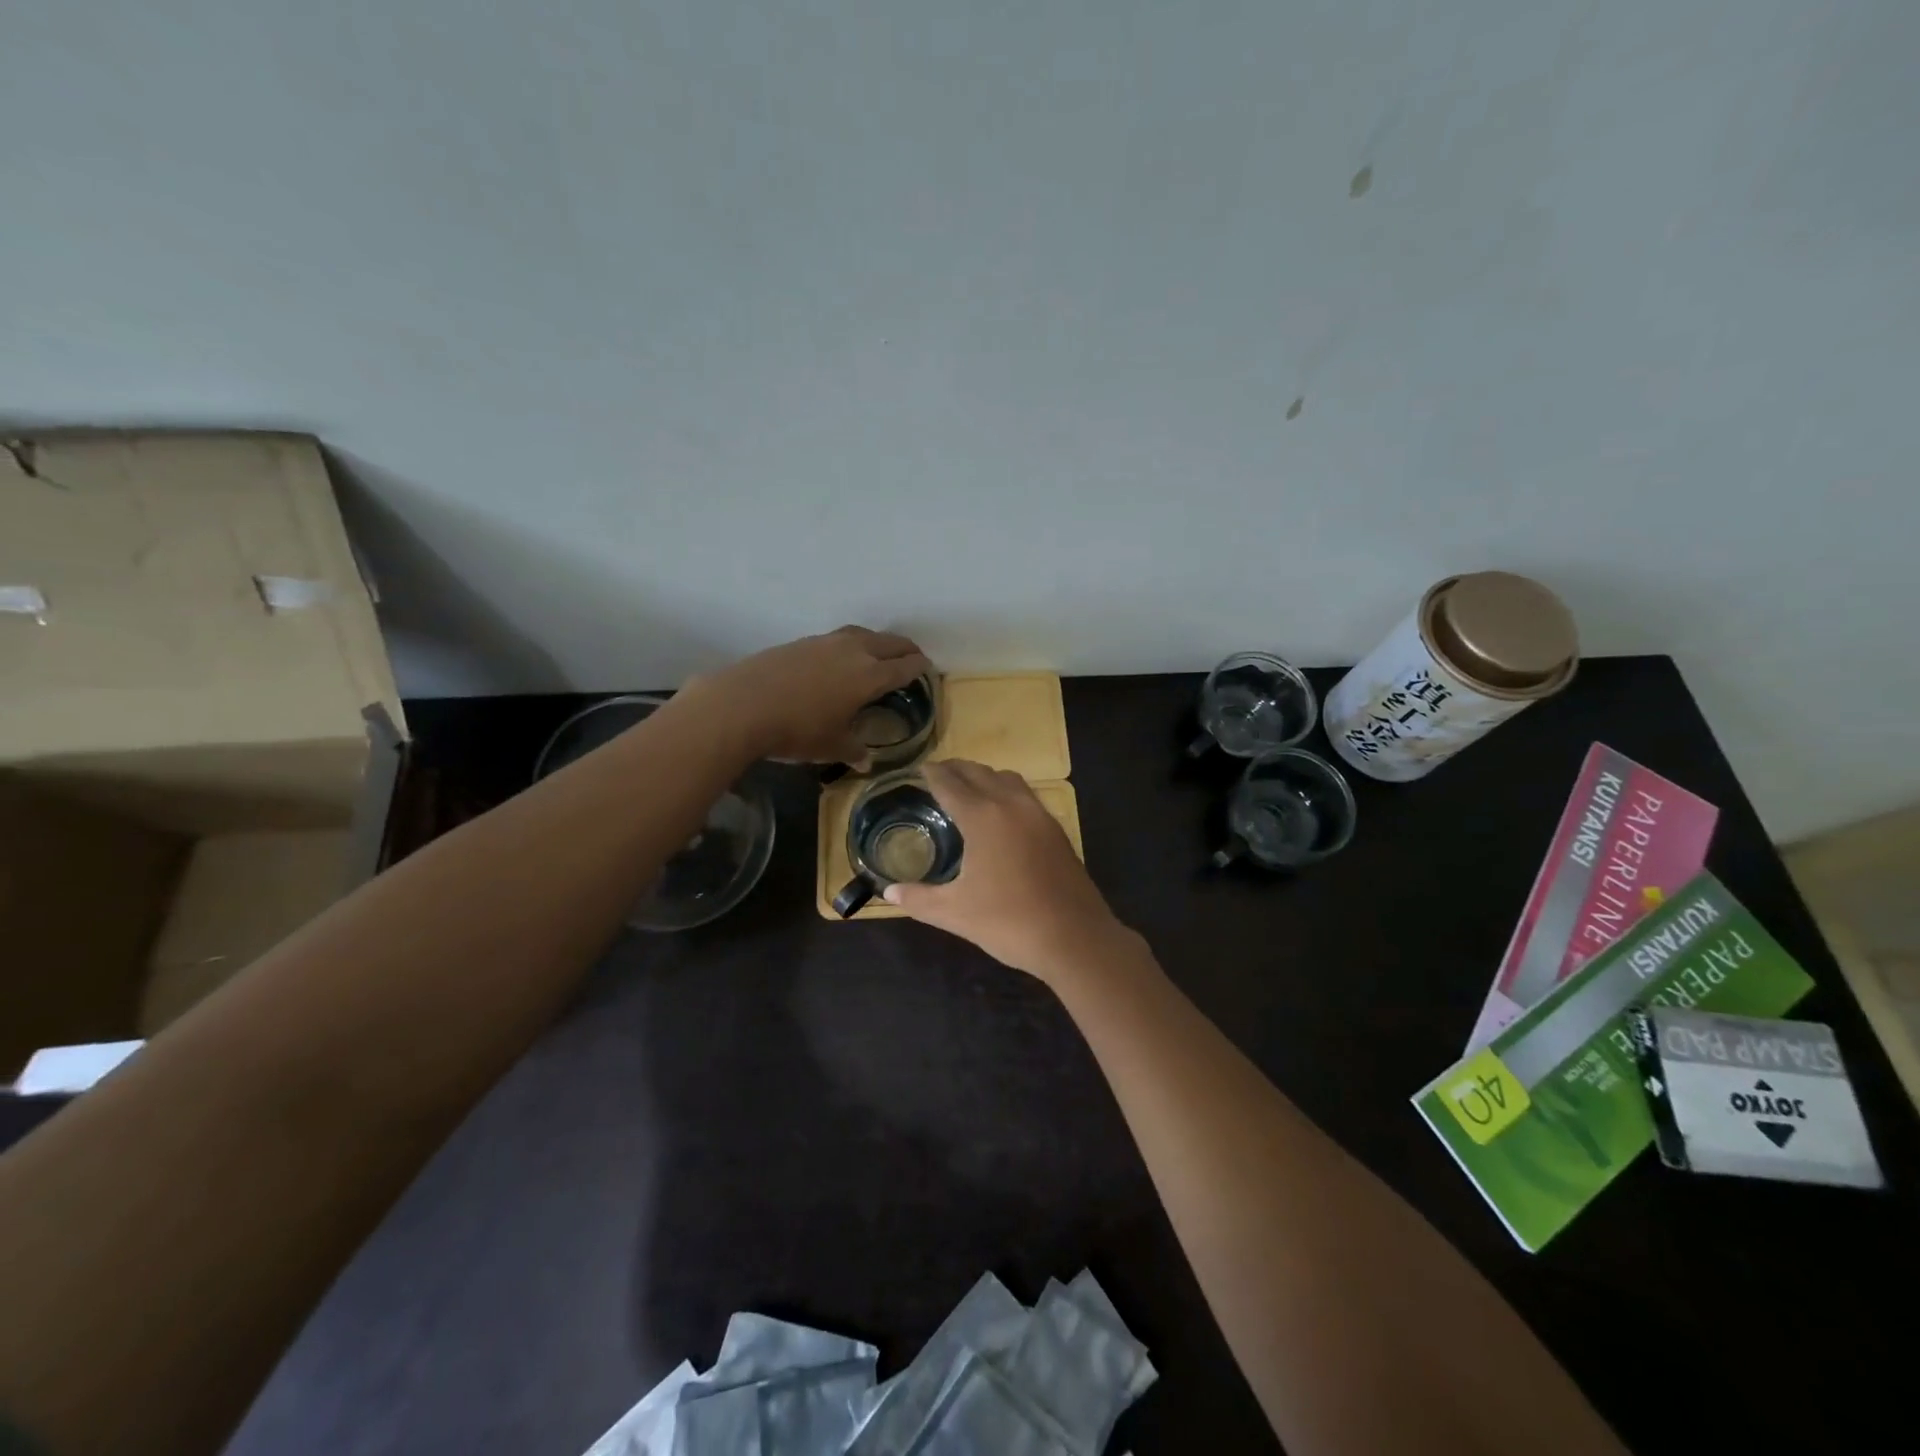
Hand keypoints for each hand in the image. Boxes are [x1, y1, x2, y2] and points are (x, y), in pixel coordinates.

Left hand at [681, 626, 932, 764]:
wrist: (742, 705)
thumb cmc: (796, 730)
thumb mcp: (830, 746)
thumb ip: (853, 749)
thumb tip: (865, 759)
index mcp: (869, 676)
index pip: (904, 667)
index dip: (919, 667)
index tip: (928, 667)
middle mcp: (853, 652)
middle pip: (889, 643)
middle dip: (904, 649)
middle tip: (912, 656)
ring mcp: (825, 642)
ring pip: (862, 634)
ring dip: (877, 641)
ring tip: (878, 652)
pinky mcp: (801, 642)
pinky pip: (837, 638)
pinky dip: (850, 644)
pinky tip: (840, 658)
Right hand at [883, 760, 1138, 981]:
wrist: (1074, 938)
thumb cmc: (1008, 922)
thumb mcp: (954, 913)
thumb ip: (918, 898)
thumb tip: (888, 892)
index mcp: (982, 817)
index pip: (950, 784)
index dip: (932, 774)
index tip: (918, 769)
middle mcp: (1011, 805)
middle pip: (979, 773)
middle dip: (956, 769)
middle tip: (937, 775)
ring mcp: (1038, 815)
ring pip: (1007, 779)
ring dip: (984, 776)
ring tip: (968, 788)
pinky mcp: (1056, 829)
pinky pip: (1025, 795)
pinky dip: (1006, 791)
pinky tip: (1001, 814)